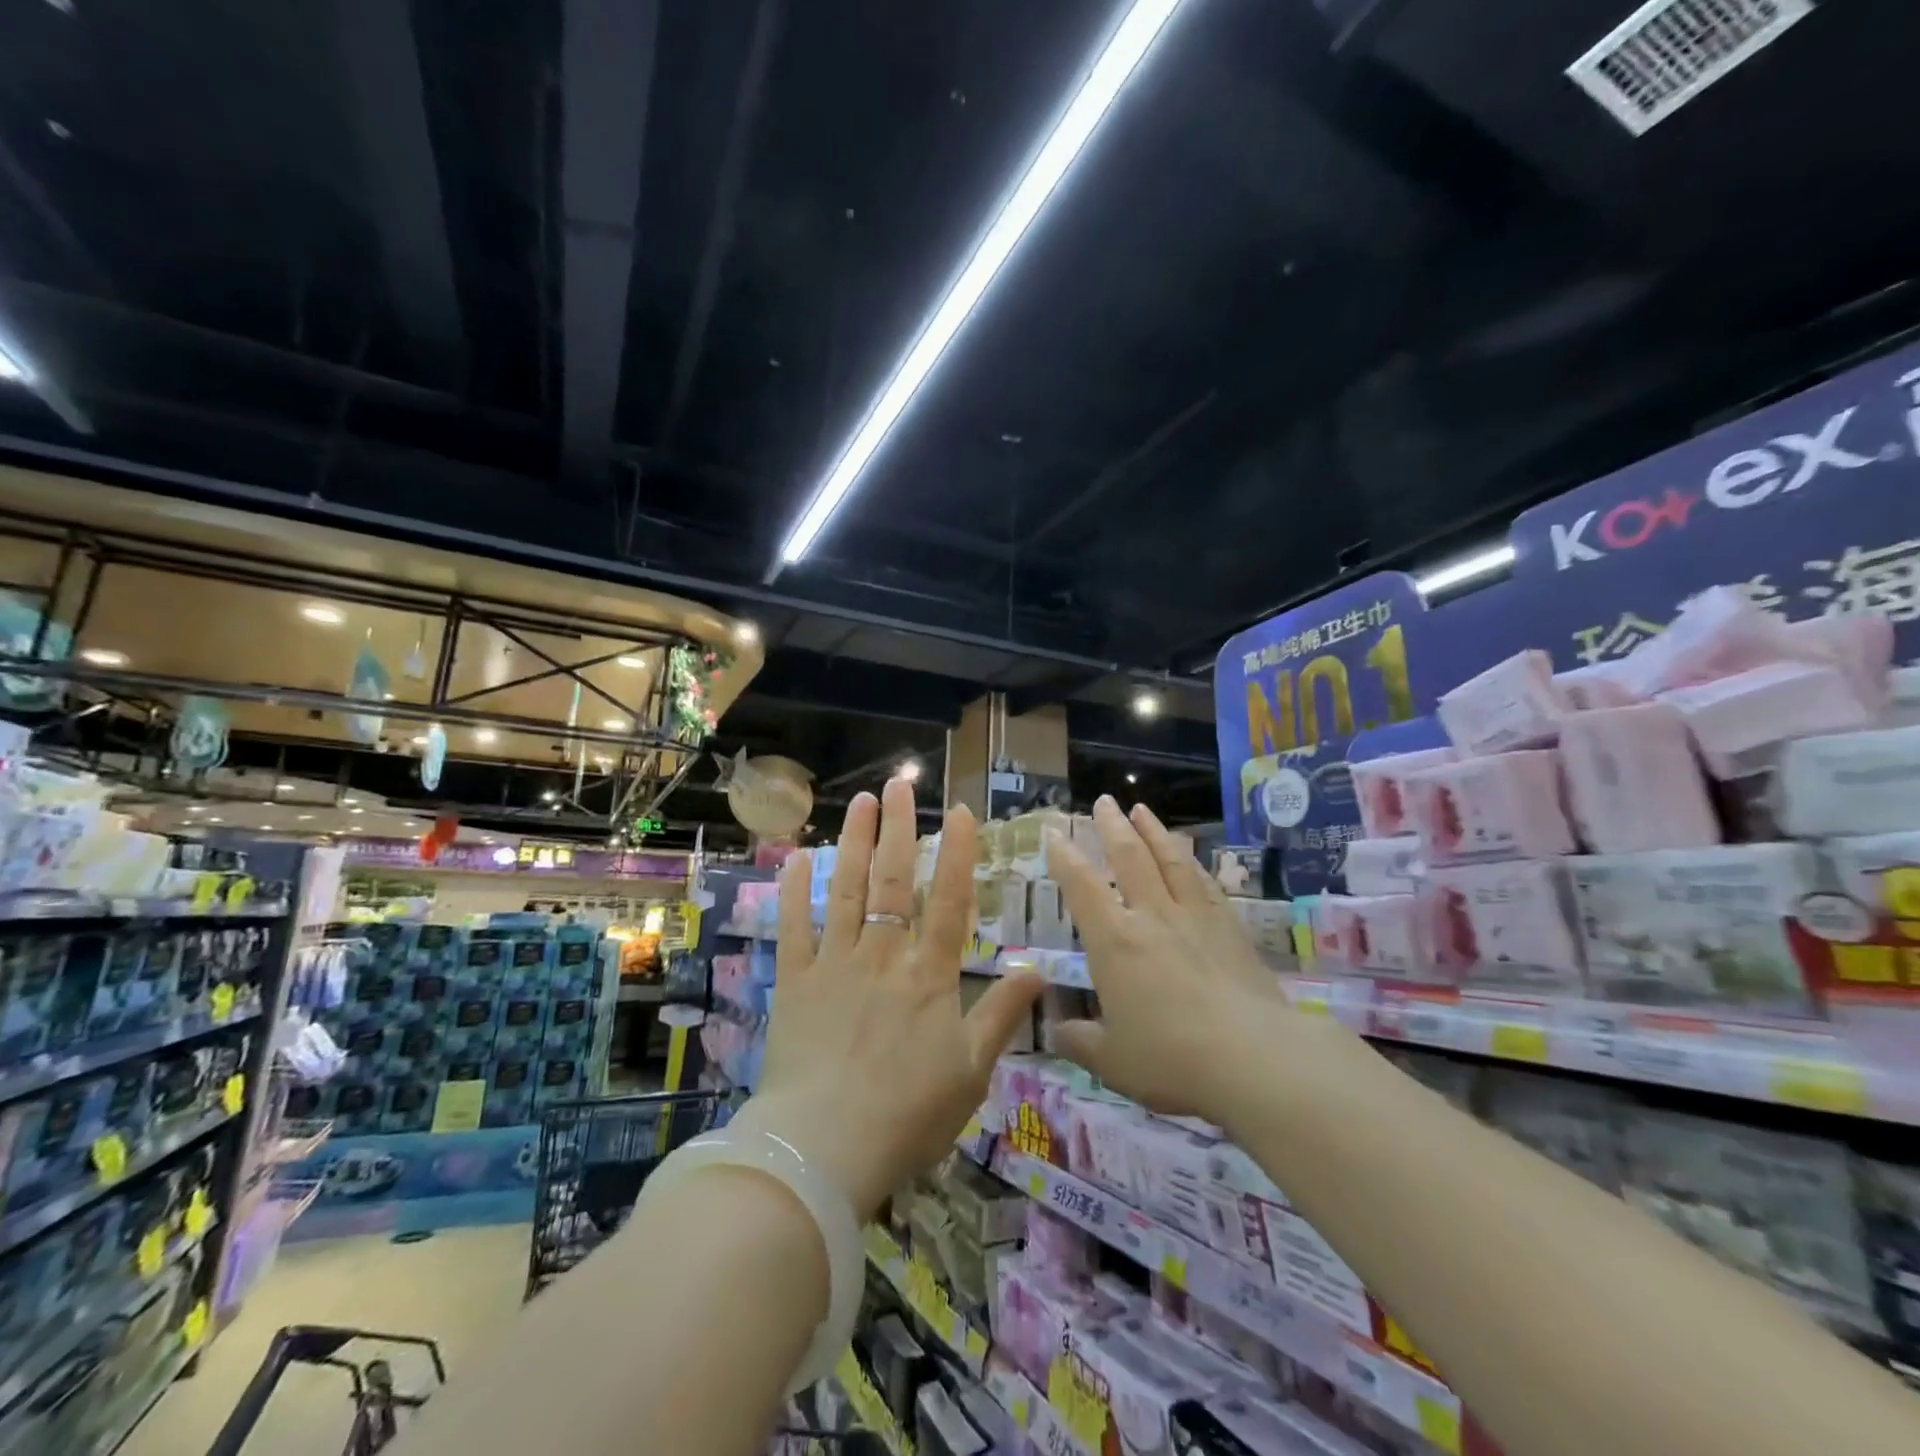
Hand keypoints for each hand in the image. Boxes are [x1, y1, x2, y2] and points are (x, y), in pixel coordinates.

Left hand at [736, 778, 1044, 1219]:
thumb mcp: (972, 1071)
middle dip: (901, 828)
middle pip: (896, 880)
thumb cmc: (908, 1115)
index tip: (962, 812)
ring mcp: (836, 963)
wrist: (825, 1149)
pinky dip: (795, 890)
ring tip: (862, 802)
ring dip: (856, 842)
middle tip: (901, 784)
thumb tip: (1039, 969)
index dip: (959, 853)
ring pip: (848, 889)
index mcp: (929, 975)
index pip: (951, 900)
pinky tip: (798, 856)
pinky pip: (795, 926)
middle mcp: (884, 955)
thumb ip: (1002, 1014)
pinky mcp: (795, 980)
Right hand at [1046, 796, 1287, 1120]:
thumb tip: (1056, 1031)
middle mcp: (1152, 916)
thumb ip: (1079, 1041)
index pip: (1082, 886)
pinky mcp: (1230, 928)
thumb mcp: (1111, 1061)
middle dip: (1112, 826)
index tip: (1054, 834)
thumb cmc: (1171, 1058)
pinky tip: (1190, 859)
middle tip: (1104, 801)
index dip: (1065, 857)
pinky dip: (1192, 863)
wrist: (1254, 1059)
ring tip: (1142, 810)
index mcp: (1114, 941)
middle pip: (1130, 857)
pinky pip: (1205, 883)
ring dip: (1153, 831)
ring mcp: (1195, 917)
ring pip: (1170, 860)